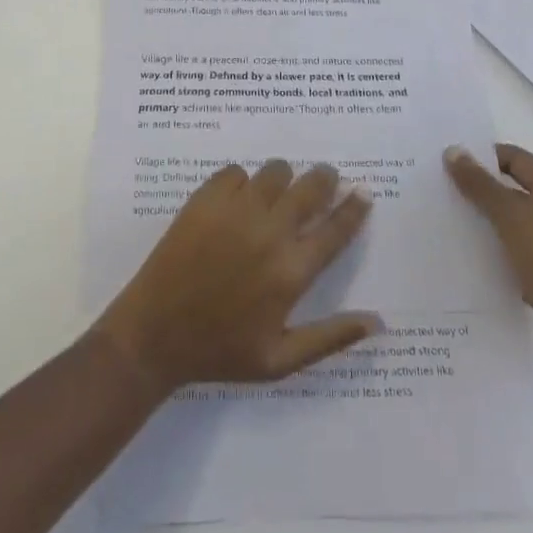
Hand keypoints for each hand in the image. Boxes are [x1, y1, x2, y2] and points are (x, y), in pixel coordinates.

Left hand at [95, 161, 380, 396]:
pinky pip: (235, 172)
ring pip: (275, 171)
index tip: (363, 192)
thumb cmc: (220, 351)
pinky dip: (242, 181)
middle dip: (324, 179)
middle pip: (311, 187)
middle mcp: (270, 233)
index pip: (336, 229)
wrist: (155, 333)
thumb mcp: (280, 360)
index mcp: (292, 272)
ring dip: (284, 178)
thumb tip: (378, 321)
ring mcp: (236, 210)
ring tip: (280, 190)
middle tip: (324, 179)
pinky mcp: (205, 199)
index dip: (354, 207)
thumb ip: (331, 338)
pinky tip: (238, 199)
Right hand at [445, 143, 532, 377]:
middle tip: (443, 189)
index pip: (516, 157)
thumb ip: (480, 184)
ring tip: (450, 220)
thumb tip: (454, 150)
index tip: (450, 163)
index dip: (484, 156)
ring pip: (516, 221)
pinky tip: (473, 256)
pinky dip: (498, 249)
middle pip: (516, 187)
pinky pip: (519, 250)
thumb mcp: (511, 216)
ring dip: (487, 219)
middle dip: (481, 187)